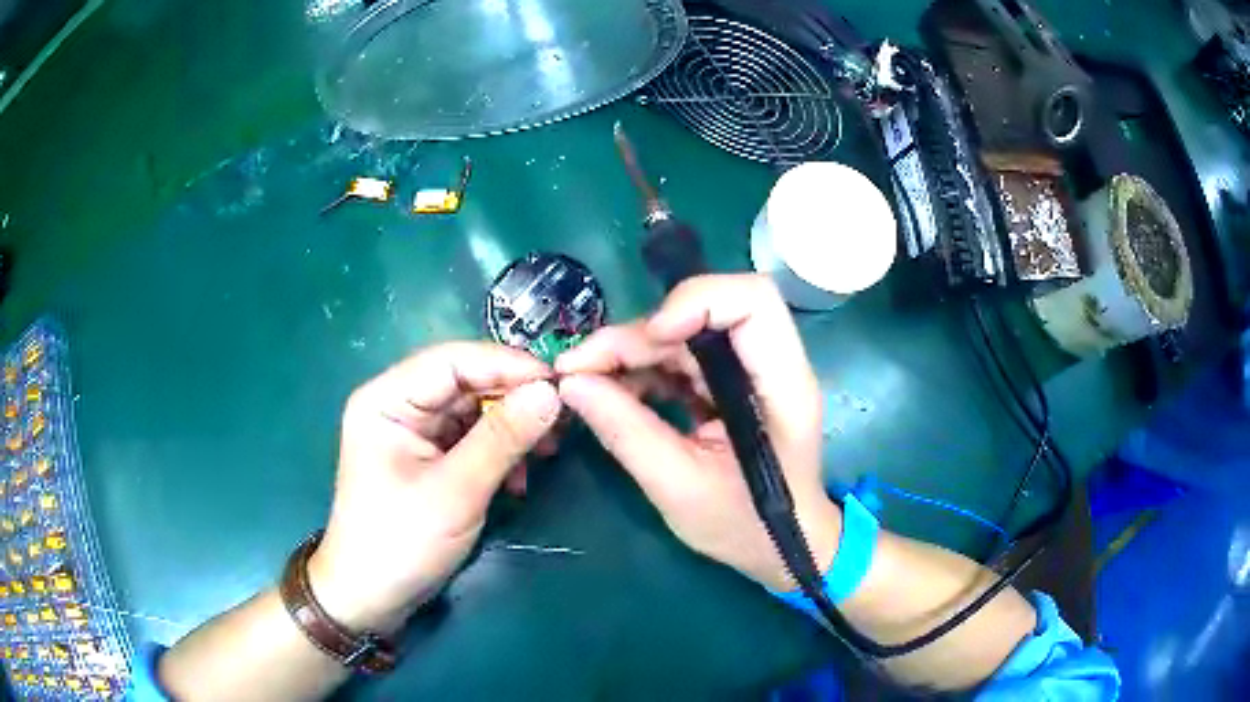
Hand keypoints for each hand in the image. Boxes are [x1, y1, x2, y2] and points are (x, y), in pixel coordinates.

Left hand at [309, 343, 561, 632]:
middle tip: (563, 418)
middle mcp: (399, 404)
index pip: (453, 360)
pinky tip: (521, 477)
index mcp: (387, 398)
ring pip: (474, 410)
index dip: (507, 365)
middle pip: (466, 382)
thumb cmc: (401, 542)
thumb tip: (552, 393)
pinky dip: (500, 452)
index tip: (558, 382)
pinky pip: (472, 439)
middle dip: (515, 398)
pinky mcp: (429, 458)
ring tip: (549, 449)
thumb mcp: (455, 491)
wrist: (372, 598)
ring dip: (513, 428)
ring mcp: (414, 432)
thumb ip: (502, 439)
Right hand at [556, 274, 841, 590]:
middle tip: (579, 367)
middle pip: (706, 311)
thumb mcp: (679, 488)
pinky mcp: (728, 383)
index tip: (648, 338)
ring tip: (583, 380)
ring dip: (631, 350)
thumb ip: (626, 432)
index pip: (753, 301)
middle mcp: (770, 364)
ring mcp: (748, 371)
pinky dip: (640, 368)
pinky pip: (680, 357)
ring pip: (684, 332)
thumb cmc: (744, 527)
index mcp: (781, 385)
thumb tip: (571, 383)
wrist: (780, 546)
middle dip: (638, 334)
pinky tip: (609, 391)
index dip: (697, 302)